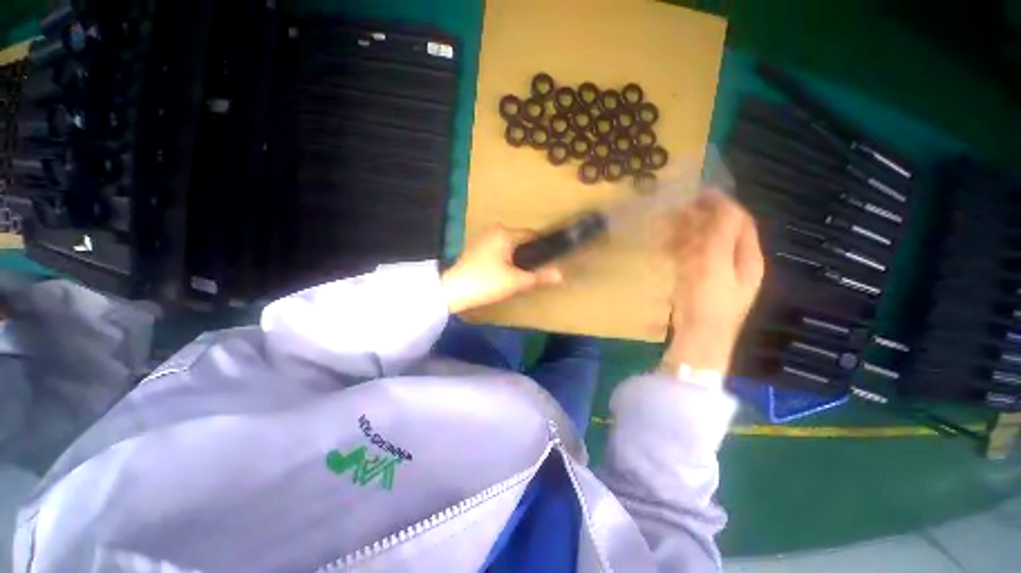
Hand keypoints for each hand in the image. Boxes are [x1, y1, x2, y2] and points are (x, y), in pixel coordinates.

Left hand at [441, 226, 563, 313]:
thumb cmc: (486, 282)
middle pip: (520, 241)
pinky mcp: (477, 248)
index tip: (549, 261)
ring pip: (509, 246)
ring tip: (520, 275)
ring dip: (516, 258)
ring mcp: (483, 238)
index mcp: (505, 233)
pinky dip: (505, 259)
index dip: (542, 248)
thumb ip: (539, 277)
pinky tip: (505, 273)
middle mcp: (494, 230)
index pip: (532, 235)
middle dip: (528, 255)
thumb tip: (561, 275)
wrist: (452, 290)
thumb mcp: (515, 281)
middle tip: (532, 272)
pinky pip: (499, 250)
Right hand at [660, 191, 763, 372]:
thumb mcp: (716, 265)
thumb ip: (719, 233)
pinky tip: (667, 248)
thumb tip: (719, 203)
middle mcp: (737, 264)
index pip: (740, 222)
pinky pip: (693, 260)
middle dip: (702, 219)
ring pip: (706, 245)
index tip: (699, 193)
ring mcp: (718, 275)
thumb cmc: (708, 302)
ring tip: (668, 225)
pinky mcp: (700, 284)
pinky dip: (681, 250)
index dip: (722, 205)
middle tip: (677, 210)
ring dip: (689, 233)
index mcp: (748, 258)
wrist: (698, 339)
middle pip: (723, 232)